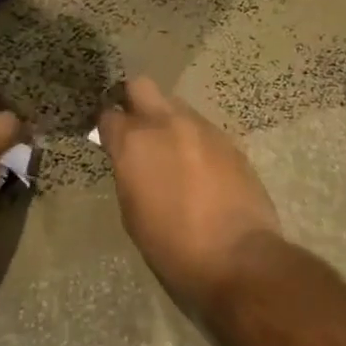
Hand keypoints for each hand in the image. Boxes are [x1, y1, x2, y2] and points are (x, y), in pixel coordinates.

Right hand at [98, 77, 283, 308]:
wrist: (238, 258)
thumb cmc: (172, 246)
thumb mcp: (132, 211)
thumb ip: (128, 172)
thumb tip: (130, 159)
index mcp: (134, 142)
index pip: (108, 115)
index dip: (107, 127)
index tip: (108, 139)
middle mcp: (166, 123)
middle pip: (141, 87)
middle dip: (133, 100)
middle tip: (136, 128)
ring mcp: (201, 128)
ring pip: (175, 106)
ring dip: (168, 121)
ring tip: (172, 152)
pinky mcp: (229, 141)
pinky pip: (202, 129)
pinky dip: (194, 140)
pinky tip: (199, 168)